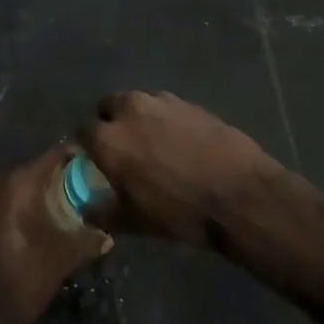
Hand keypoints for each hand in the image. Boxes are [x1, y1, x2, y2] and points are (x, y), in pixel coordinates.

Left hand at [0, 146, 111, 323]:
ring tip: (67, 205)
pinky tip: (41, 222)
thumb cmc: (24, 279)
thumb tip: (108, 235)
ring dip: (39, 194)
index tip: (94, 161)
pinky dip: (23, 206)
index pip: (52, 156)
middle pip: (34, 170)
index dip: (74, 156)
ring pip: (18, 187)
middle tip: (84, 187)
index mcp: (18, 183)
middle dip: (58, 178)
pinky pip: (5, 201)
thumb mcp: (63, 257)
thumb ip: (88, 239)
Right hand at [84, 90, 284, 247]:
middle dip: (111, 123)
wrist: (241, 195)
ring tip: (155, 143)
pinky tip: (181, 141)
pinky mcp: (188, 101)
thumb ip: (105, 212)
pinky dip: (165, 119)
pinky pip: (165, 106)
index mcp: (109, 140)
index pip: (83, 133)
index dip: (88, 148)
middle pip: (108, 108)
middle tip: (126, 149)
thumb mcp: (137, 222)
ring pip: (137, 103)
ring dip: (138, 118)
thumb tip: (88, 209)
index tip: (96, 161)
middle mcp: (129, 111)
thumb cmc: (182, 213)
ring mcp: (161, 101)